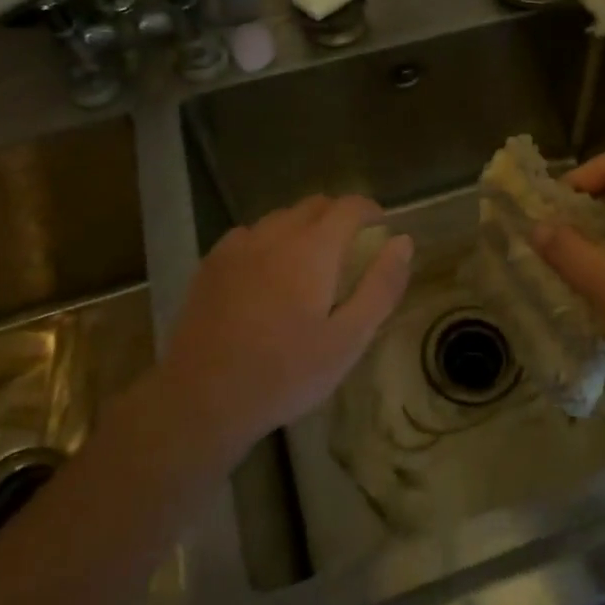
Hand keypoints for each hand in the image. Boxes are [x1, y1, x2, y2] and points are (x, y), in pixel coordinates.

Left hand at [162, 195, 412, 452]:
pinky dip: (269, 241)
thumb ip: (381, 286)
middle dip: (339, 216)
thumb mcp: (349, 339)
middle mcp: (275, 233)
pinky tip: (267, 273)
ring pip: (280, 218)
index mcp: (313, 248)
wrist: (202, 398)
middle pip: (314, 205)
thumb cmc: (286, 373)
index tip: (381, 227)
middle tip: (352, 248)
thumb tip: (402, 241)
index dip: (370, 210)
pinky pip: (250, 235)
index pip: (349, 206)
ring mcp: (238, 246)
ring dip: (304, 227)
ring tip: (311, 261)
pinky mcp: (211, 264)